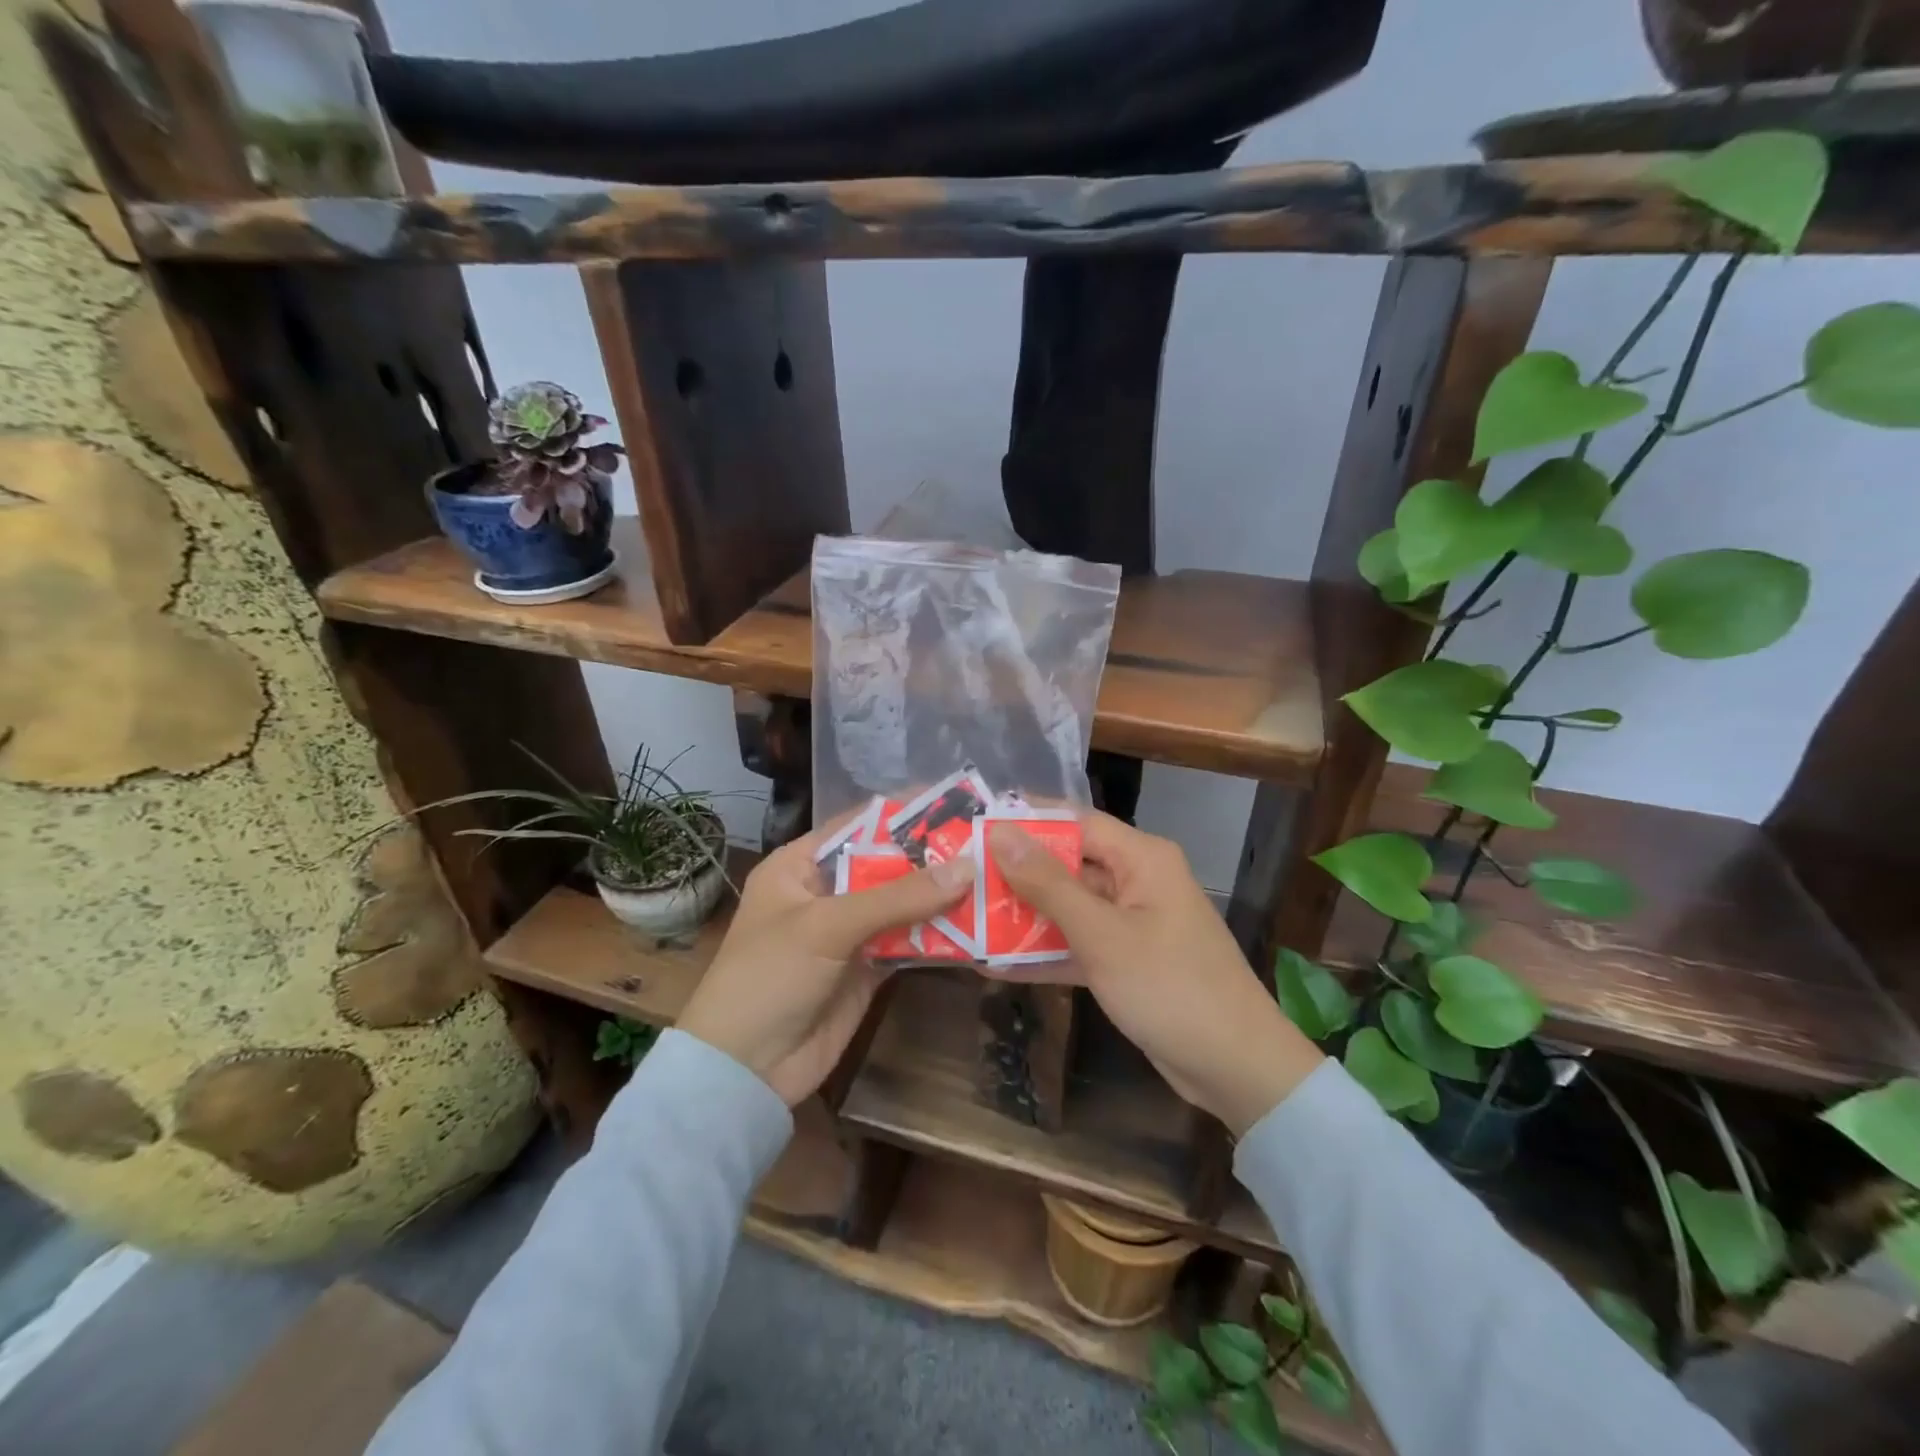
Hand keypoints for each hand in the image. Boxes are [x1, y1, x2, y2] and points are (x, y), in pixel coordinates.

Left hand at [677, 828, 973, 1105]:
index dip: (904, 813)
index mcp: (800, 866)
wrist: (744, 1071)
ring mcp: (848, 934)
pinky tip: (977, 925)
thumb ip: (898, 897)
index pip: (859, 826)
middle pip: (887, 865)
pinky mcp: (867, 970)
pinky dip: (938, 937)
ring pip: (902, 906)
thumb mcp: (828, 926)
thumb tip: (968, 866)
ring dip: (941, 897)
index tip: (956, 802)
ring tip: (994, 877)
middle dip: (932, 857)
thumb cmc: (770, 976)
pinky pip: (908, 944)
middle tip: (988, 842)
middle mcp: (826, 893)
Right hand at [987, 813, 1322, 1134]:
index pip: (1074, 822)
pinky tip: (996, 965)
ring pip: (1069, 907)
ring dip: (1025, 917)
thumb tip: (1001, 833)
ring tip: (968, 919)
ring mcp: (1133, 922)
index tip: (974, 828)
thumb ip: (1048, 884)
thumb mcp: (1101, 934)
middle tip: (960, 878)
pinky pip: (1079, 944)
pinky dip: (1046, 953)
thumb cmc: (1169, 988)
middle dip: (1016, 875)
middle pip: (1067, 865)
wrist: (1236, 1068)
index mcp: (1141, 858)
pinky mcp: (1128, 960)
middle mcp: (1137, 880)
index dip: (1025, 823)